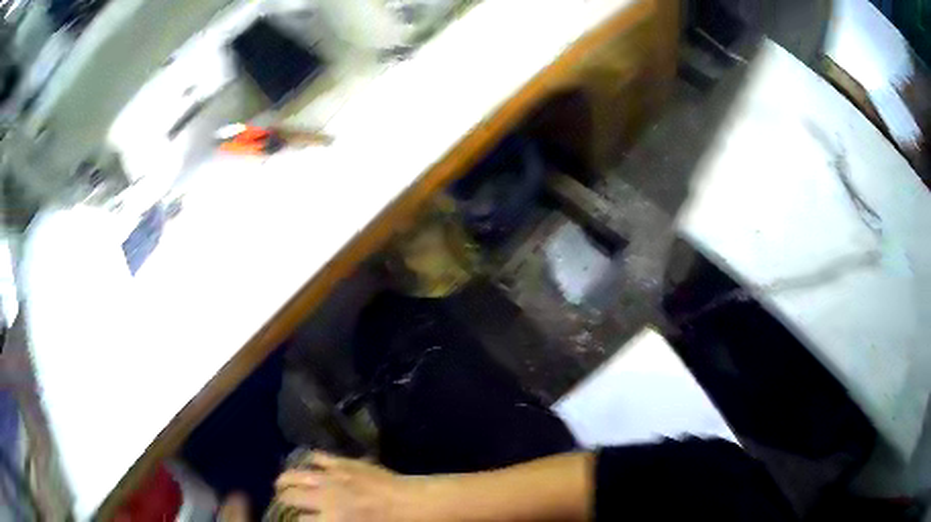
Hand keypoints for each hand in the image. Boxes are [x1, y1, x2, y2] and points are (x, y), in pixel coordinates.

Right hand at [274, 452, 424, 521]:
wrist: (417, 503)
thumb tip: (316, 520)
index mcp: (333, 519)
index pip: (298, 521)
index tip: (289, 520)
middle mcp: (327, 497)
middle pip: (290, 496)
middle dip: (282, 501)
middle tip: (282, 504)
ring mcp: (334, 476)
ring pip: (296, 474)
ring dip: (285, 480)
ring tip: (281, 485)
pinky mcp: (344, 462)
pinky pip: (317, 457)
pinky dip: (306, 461)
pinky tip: (303, 466)